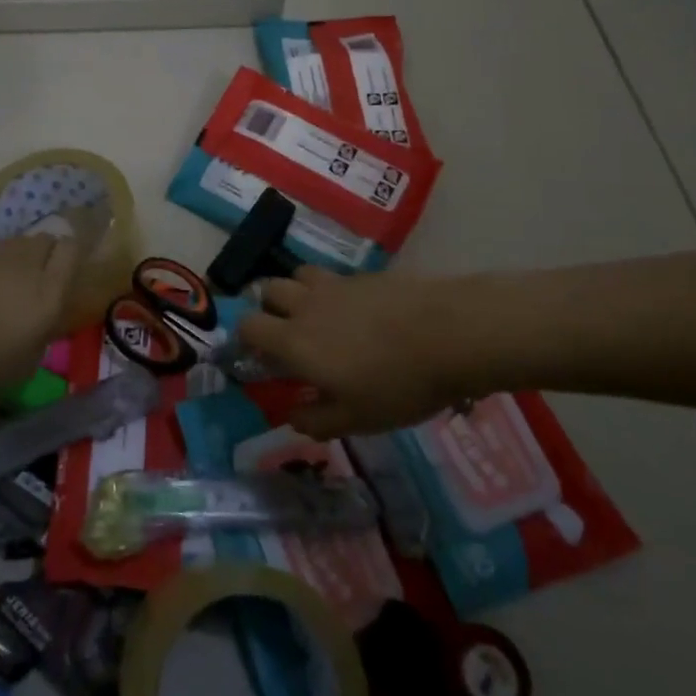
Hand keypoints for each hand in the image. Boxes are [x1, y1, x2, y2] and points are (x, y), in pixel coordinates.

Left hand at [0, 233, 80, 395]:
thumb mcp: (27, 362)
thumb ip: (44, 334)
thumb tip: (45, 323)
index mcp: (50, 289)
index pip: (72, 249)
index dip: (73, 257)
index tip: (68, 274)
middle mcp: (29, 262)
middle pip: (47, 240)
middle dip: (49, 254)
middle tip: (40, 279)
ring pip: (21, 242)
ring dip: (22, 257)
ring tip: (11, 282)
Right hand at [238, 267, 470, 437]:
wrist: (450, 333)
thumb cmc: (398, 384)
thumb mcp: (357, 419)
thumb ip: (317, 420)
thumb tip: (291, 416)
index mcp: (295, 341)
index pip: (248, 326)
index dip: (245, 339)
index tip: (259, 356)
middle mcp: (306, 305)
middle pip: (268, 291)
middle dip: (269, 309)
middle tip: (288, 333)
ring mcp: (335, 285)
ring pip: (297, 275)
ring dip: (297, 292)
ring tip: (318, 315)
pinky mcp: (364, 275)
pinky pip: (333, 277)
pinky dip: (332, 291)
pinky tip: (357, 312)